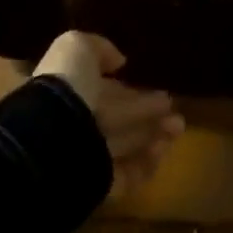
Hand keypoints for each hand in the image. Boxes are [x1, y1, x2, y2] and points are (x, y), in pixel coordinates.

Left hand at [33, 32, 183, 197]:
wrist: (53, 138)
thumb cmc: (65, 87)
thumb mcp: (76, 47)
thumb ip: (98, 47)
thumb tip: (119, 61)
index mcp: (66, 93)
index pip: (98, 89)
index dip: (123, 87)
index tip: (149, 81)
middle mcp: (75, 125)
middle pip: (116, 117)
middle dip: (144, 109)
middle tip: (171, 103)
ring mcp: (86, 157)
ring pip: (125, 144)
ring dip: (154, 134)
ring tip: (179, 124)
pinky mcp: (99, 185)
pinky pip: (128, 174)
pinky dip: (148, 162)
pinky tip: (165, 147)